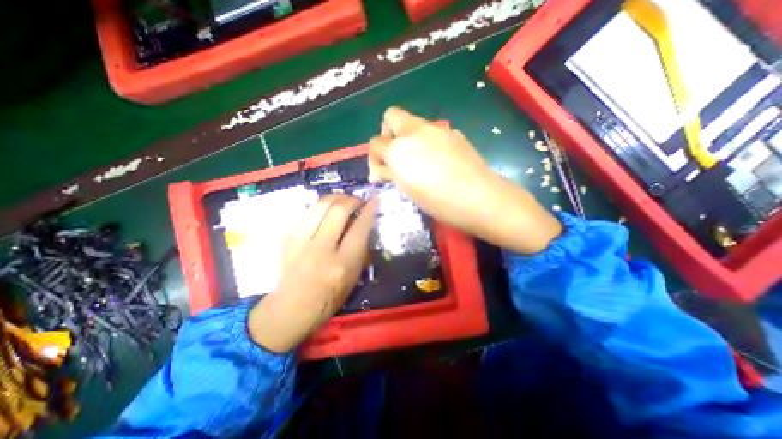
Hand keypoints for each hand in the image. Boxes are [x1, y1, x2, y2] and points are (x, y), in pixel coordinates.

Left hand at [246, 195, 376, 352]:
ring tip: (344, 201)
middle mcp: (320, 250)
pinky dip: (322, 207)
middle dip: (352, 199)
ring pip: (321, 205)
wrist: (291, 308)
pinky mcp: (287, 237)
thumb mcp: (354, 276)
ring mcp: (300, 241)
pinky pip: (309, 212)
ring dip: (336, 198)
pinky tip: (327, 212)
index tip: (375, 199)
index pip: (359, 228)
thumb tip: (364, 221)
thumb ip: (361, 247)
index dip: (369, 209)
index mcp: (342, 264)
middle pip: (338, 210)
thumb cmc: (329, 297)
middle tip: (358, 201)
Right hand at [369, 104, 561, 252]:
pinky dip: (427, 141)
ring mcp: (437, 129)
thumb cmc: (438, 201)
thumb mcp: (407, 190)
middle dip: (387, 134)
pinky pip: (432, 131)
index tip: (382, 173)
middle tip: (395, 155)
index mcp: (399, 148)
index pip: (376, 142)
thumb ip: (390, 174)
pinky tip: (438, 160)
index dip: (374, 158)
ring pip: (413, 123)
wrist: (479, 197)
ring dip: (408, 137)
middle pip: (391, 116)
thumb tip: (379, 171)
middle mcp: (415, 131)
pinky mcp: (453, 133)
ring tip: (419, 161)